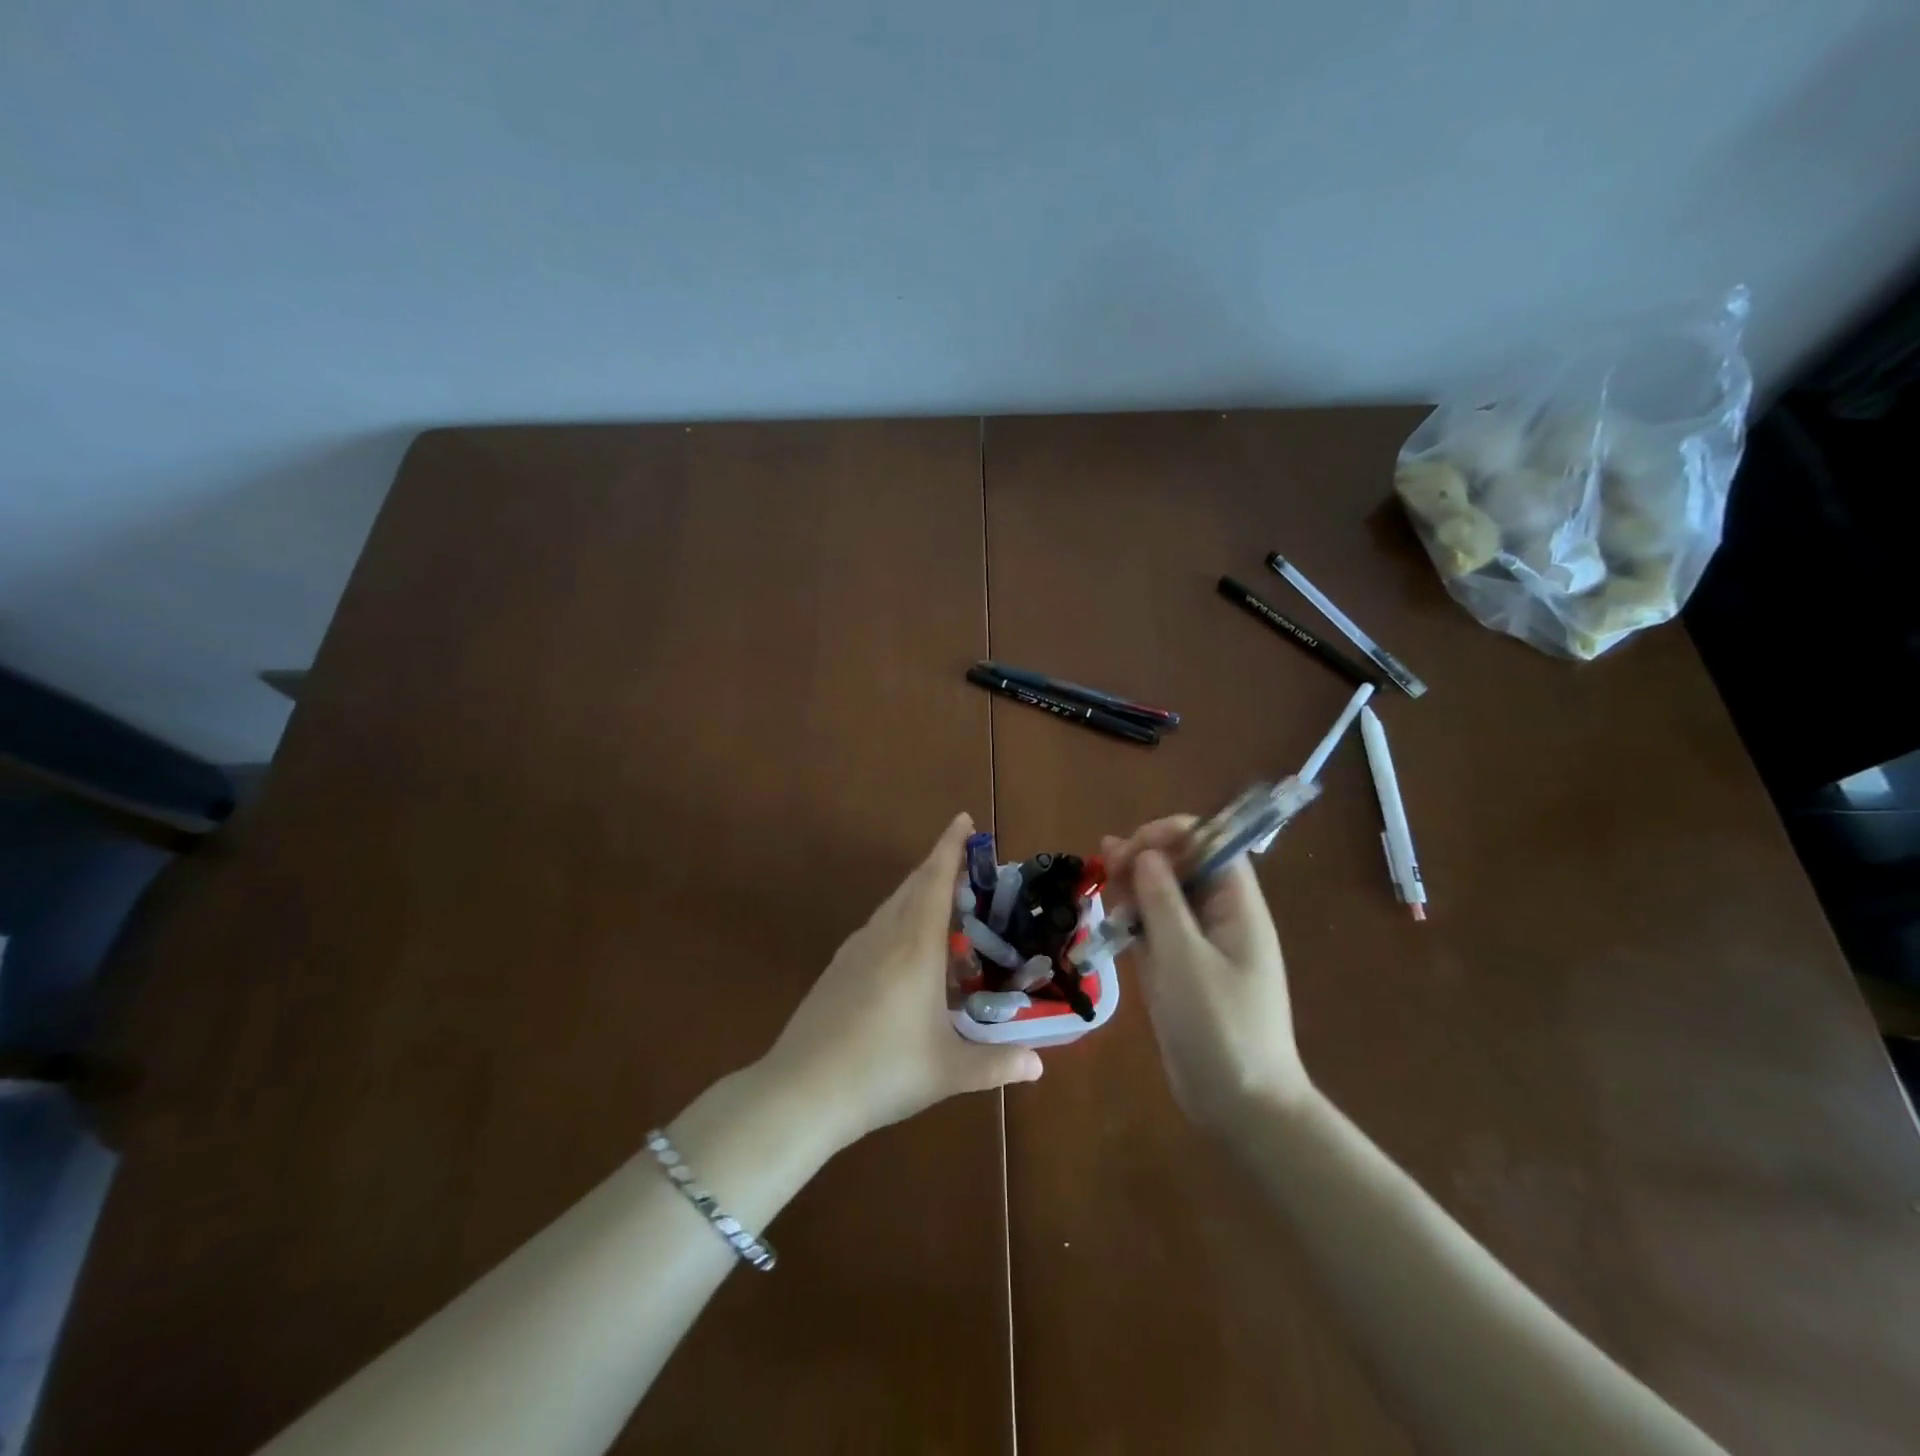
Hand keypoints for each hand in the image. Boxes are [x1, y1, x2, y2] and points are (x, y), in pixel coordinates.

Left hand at [761, 813, 1042, 1148]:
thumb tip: (1038, 1065)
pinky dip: (901, 916)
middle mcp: (884, 936)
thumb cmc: (882, 1072)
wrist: (800, 1091)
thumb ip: (996, 1065)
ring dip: (918, 890)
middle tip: (967, 859)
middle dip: (939, 864)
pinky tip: (909, 945)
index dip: (951, 848)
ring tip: (944, 898)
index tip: (963, 819)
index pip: (936, 882)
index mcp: (915, 948)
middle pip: (913, 885)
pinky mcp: (838, 968)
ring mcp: (855, 950)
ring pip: (892, 904)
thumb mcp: (948, 1071)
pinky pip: (878, 925)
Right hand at [1103, 816, 1310, 1131]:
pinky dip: (1133, 921)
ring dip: (1133, 888)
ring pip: (1164, 897)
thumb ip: (1163, 901)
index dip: (1172, 835)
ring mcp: (1199, 945)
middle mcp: (1219, 918)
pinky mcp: (1180, 970)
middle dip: (1144, 859)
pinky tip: (1109, 921)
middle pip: (1183, 867)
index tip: (1132, 850)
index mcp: (1237, 907)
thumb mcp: (1185, 959)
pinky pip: (1155, 931)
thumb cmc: (1219, 1026)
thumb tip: (1145, 854)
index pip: (1210, 844)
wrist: (1240, 1106)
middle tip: (1106, 870)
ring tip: (1103, 890)